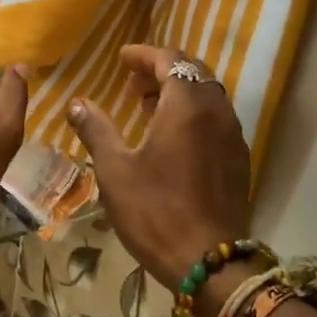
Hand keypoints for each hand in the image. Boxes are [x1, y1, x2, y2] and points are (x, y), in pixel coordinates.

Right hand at [66, 46, 253, 310]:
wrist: (210, 262)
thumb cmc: (155, 211)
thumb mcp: (114, 170)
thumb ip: (96, 129)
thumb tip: (77, 103)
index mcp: (187, 106)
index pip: (170, 60)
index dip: (144, 55)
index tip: (121, 58)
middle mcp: (217, 112)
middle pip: (193, 73)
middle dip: (162, 70)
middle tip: (132, 83)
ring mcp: (233, 136)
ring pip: (207, 96)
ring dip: (178, 92)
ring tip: (146, 107)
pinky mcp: (238, 159)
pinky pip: (216, 119)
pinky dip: (193, 113)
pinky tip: (171, 137)